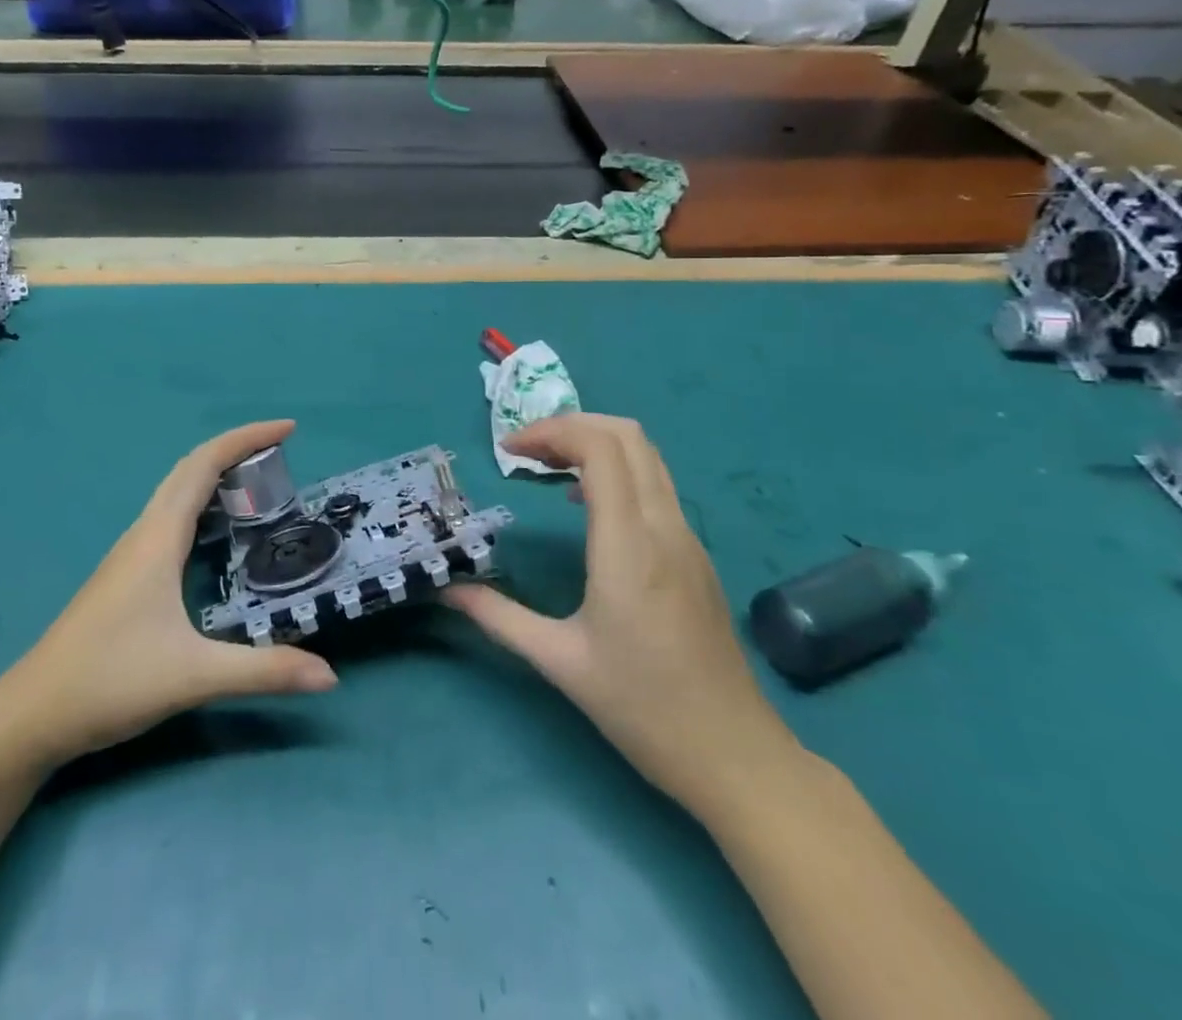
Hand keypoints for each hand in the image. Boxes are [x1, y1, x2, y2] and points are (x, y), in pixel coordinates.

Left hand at [0, 420, 337, 773]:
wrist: (30, 716)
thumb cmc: (110, 681)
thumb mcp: (194, 676)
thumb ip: (264, 671)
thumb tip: (330, 676)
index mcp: (159, 538)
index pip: (204, 465)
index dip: (246, 439)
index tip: (288, 429)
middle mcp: (143, 534)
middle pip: (190, 470)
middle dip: (236, 450)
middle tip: (281, 454)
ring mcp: (130, 554)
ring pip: (176, 493)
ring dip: (216, 475)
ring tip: (258, 485)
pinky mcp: (124, 576)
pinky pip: (170, 518)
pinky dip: (201, 504)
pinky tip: (216, 534)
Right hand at [445, 413, 798, 814]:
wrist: (735, 756)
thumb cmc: (643, 709)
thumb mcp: (559, 662)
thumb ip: (499, 617)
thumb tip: (447, 591)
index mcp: (629, 546)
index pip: (600, 449)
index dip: (550, 432)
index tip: (508, 452)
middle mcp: (664, 527)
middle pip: (627, 435)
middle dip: (571, 426)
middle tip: (525, 451)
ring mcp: (687, 538)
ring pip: (647, 455)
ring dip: (595, 444)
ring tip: (547, 468)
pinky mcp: (695, 554)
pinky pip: (656, 485)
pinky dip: (617, 470)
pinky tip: (586, 506)